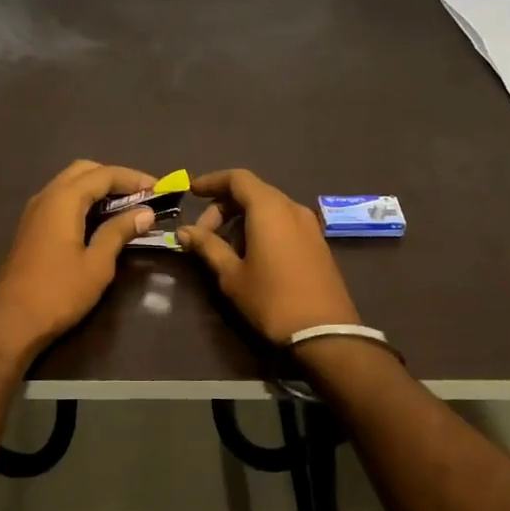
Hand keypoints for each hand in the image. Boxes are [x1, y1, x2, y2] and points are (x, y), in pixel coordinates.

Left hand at [0, 160, 159, 355]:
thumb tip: (145, 213)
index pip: (104, 174)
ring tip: (127, 207)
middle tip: (142, 195)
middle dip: (115, 177)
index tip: (159, 189)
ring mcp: (35, 211)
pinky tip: (100, 220)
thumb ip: (119, 232)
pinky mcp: (31, 227)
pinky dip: (83, 201)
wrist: (11, 322)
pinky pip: (61, 200)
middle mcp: (46, 196)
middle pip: (84, 171)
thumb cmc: (58, 293)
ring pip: (70, 184)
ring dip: (98, 188)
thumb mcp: (97, 264)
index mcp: (63, 199)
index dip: (134, 178)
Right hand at [177, 169, 360, 343]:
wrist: (325, 332)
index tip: (191, 192)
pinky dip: (262, 227)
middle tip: (202, 233)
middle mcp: (291, 207)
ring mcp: (309, 224)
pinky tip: (250, 254)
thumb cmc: (271, 299)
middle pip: (253, 191)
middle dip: (224, 206)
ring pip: (269, 207)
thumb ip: (208, 246)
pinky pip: (283, 221)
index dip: (212, 181)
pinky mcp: (317, 242)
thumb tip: (184, 231)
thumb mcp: (232, 275)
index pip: (237, 178)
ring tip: (224, 247)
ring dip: (242, 218)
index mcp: (269, 208)